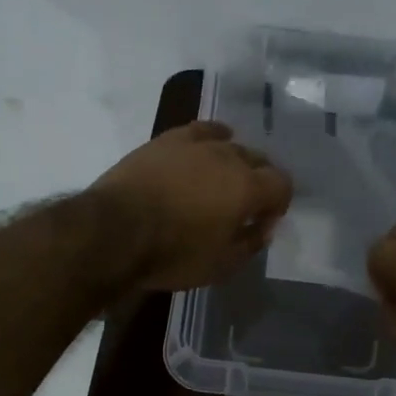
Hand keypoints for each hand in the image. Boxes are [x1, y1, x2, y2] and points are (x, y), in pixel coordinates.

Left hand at [92, 122, 293, 291]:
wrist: (114, 231)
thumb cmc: (172, 254)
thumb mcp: (220, 265)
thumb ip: (250, 243)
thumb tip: (263, 227)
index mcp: (248, 188)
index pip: (282, 184)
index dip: (278, 203)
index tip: (264, 221)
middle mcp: (229, 158)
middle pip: (259, 160)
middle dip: (259, 181)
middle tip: (244, 205)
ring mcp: (197, 144)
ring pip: (231, 144)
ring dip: (236, 161)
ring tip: (223, 180)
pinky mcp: (168, 140)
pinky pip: (202, 130)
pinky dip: (214, 137)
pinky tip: (213, 143)